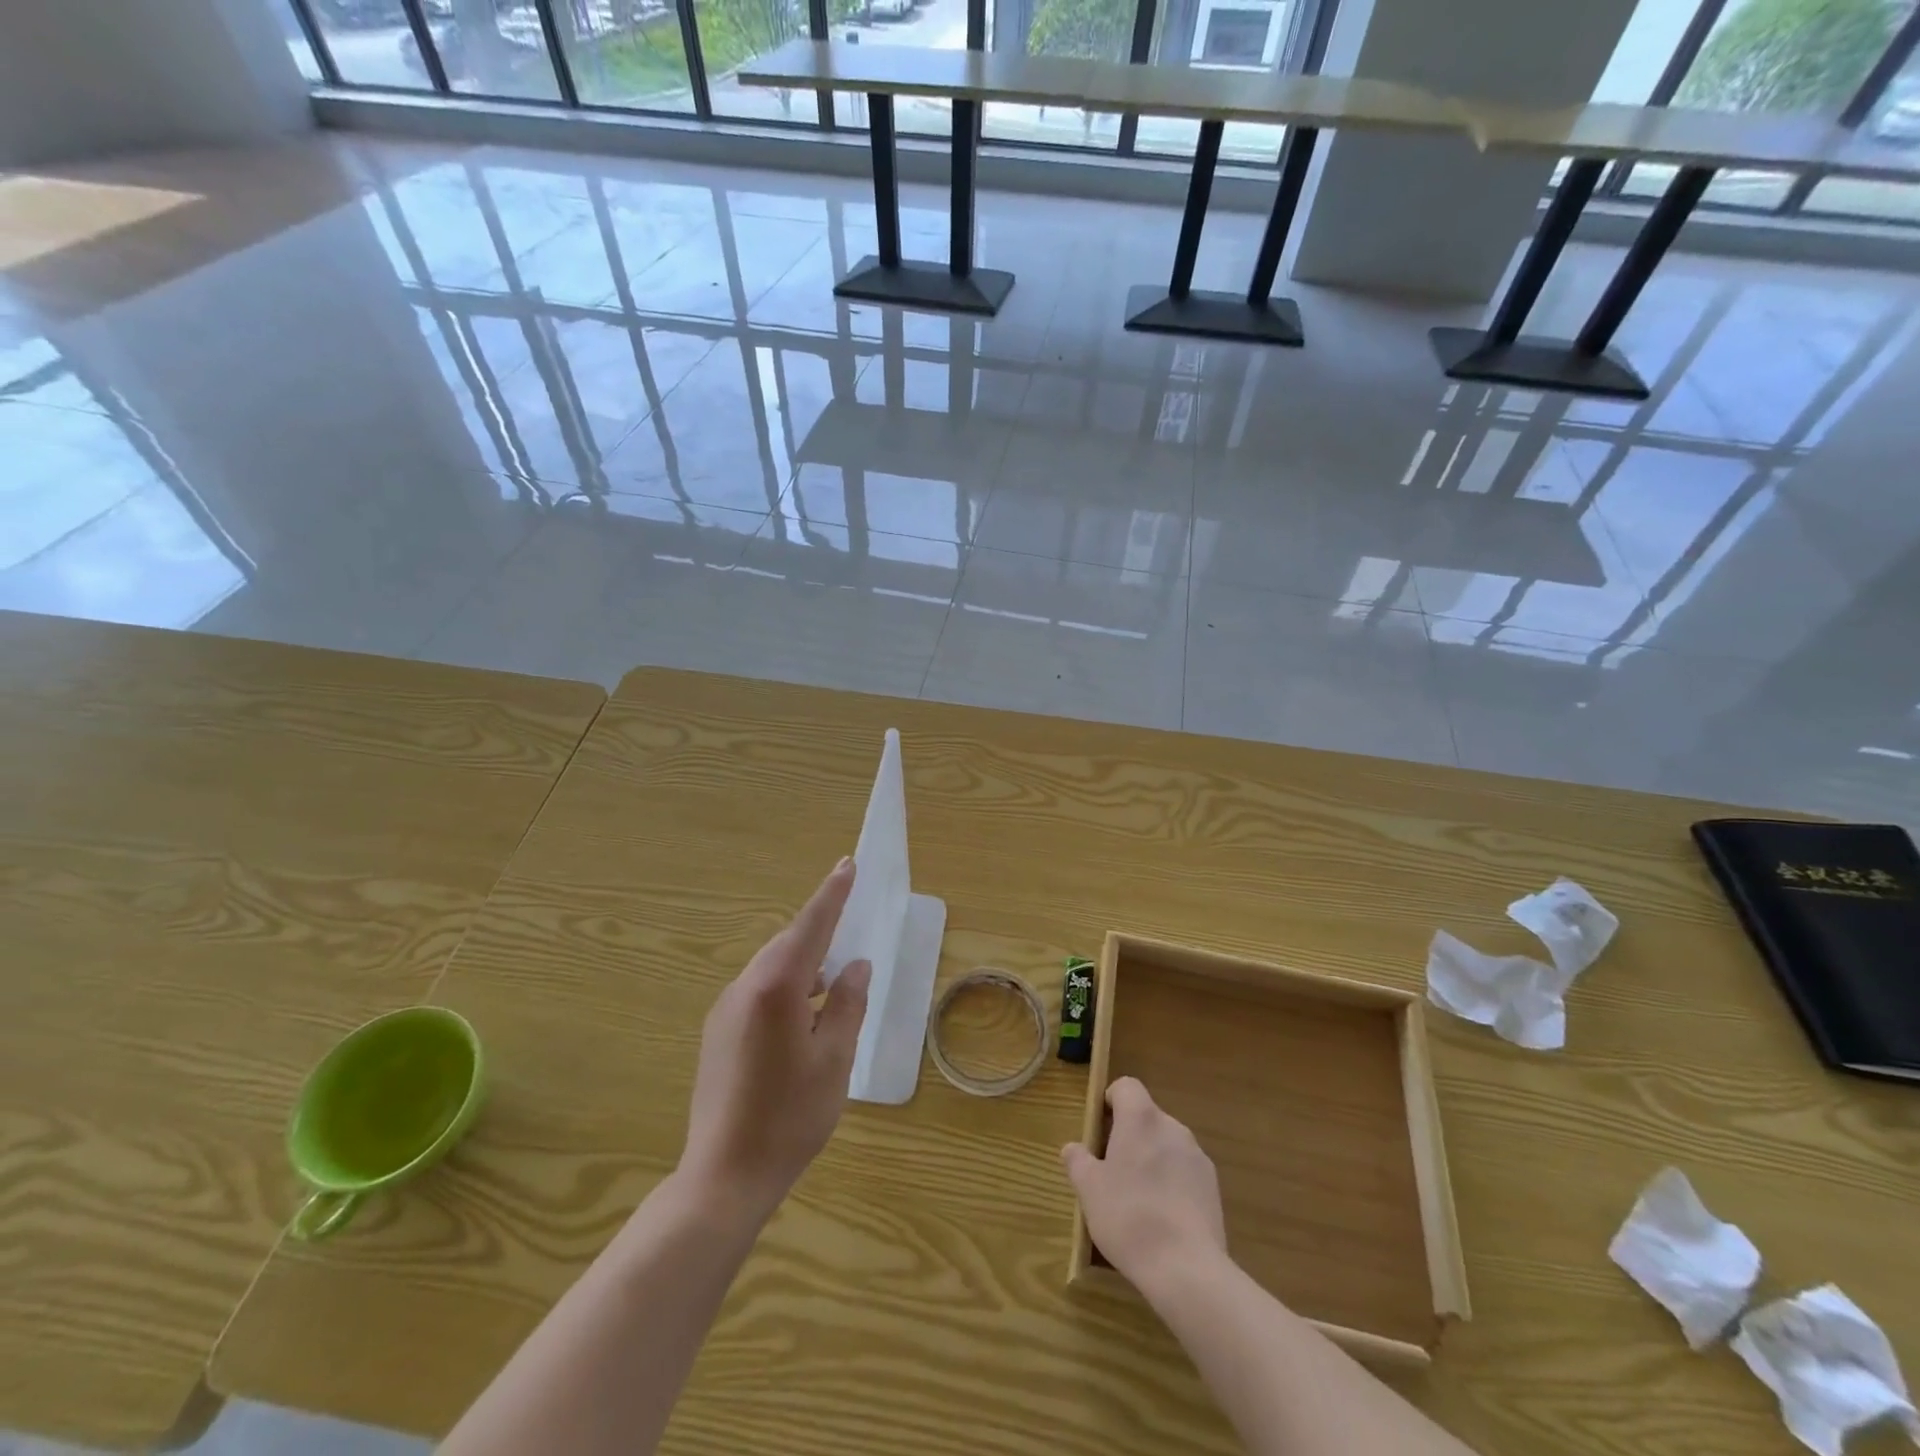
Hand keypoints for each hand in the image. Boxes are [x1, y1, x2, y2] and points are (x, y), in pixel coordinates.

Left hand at [678, 859, 871, 1222]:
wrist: (724, 1175)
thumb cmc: (790, 1116)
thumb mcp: (835, 1058)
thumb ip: (848, 1003)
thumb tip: (856, 965)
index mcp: (776, 987)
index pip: (810, 926)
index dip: (832, 894)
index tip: (847, 864)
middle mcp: (745, 988)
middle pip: (788, 944)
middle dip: (820, 931)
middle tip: (851, 929)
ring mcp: (725, 1009)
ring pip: (772, 968)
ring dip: (804, 964)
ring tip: (834, 982)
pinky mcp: (718, 1032)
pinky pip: (758, 990)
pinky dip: (786, 987)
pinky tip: (804, 1014)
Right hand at [1062, 1077, 1226, 1294]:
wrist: (1187, 1268)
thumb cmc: (1129, 1217)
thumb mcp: (1089, 1190)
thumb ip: (1078, 1161)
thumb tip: (1072, 1148)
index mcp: (1141, 1118)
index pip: (1126, 1087)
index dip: (1111, 1101)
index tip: (1100, 1131)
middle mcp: (1172, 1127)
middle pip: (1146, 1117)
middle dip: (1128, 1136)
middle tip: (1111, 1172)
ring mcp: (1197, 1156)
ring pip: (1166, 1144)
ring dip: (1151, 1159)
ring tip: (1137, 1200)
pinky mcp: (1213, 1186)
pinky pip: (1184, 1170)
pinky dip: (1172, 1182)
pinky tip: (1163, 1218)